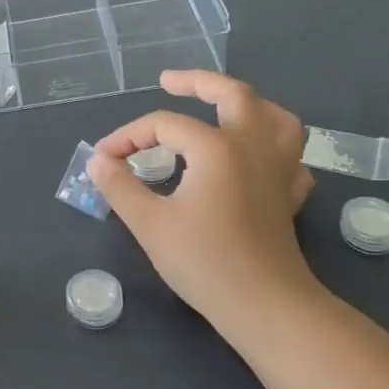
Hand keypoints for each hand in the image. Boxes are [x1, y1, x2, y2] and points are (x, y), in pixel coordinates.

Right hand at [88, 71, 322, 330]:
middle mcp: (252, 146)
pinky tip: (256, 158)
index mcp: (216, 147)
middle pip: (232, 94)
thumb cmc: (205, 262)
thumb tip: (98, 161)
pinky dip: (274, 148)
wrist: (266, 307)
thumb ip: (120, 186)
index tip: (103, 160)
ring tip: (224, 107)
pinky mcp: (289, 196)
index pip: (163, 125)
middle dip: (197, 82)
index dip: (128, 137)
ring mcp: (278, 170)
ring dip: (249, 105)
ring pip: (276, 118)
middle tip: (168, 81)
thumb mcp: (149, 223)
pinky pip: (290, 158)